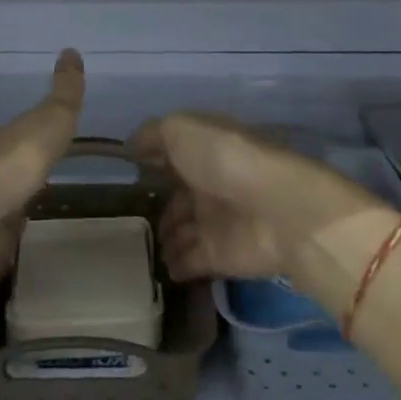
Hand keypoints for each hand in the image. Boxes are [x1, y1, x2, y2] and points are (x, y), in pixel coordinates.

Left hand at [0, 49, 84, 284]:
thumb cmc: (7, 163)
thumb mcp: (48, 122)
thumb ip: (64, 95)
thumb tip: (71, 49)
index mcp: (5, 143)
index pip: (26, 139)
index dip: (41, 141)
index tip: (57, 148)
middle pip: (10, 178)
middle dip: (25, 183)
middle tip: (51, 192)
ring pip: (0, 216)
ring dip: (13, 221)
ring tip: (41, 231)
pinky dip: (2, 260)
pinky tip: (19, 267)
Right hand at [128, 112, 388, 285]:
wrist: (274, 209)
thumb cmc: (224, 159)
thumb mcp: (181, 130)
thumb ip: (153, 135)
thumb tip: (130, 147)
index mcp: (203, 149)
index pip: (173, 155)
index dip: (152, 162)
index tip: (126, 173)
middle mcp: (209, 183)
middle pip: (178, 197)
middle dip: (157, 207)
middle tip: (126, 221)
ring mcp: (215, 221)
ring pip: (181, 231)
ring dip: (164, 240)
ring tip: (137, 249)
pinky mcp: (219, 256)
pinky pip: (189, 262)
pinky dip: (175, 266)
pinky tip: (156, 269)